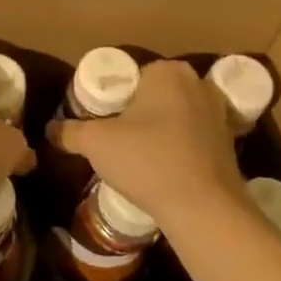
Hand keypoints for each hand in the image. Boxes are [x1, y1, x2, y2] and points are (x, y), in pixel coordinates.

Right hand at [46, 59, 245, 226]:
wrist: (204, 208)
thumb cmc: (147, 161)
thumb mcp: (96, 143)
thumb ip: (69, 131)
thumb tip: (50, 129)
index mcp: (167, 72)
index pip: (129, 77)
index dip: (110, 100)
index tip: (99, 123)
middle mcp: (197, 83)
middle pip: (153, 95)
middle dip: (135, 114)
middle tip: (113, 140)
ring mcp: (218, 113)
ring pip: (175, 116)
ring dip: (158, 131)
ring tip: (137, 157)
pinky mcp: (229, 142)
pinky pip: (192, 137)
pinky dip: (178, 147)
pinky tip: (163, 168)